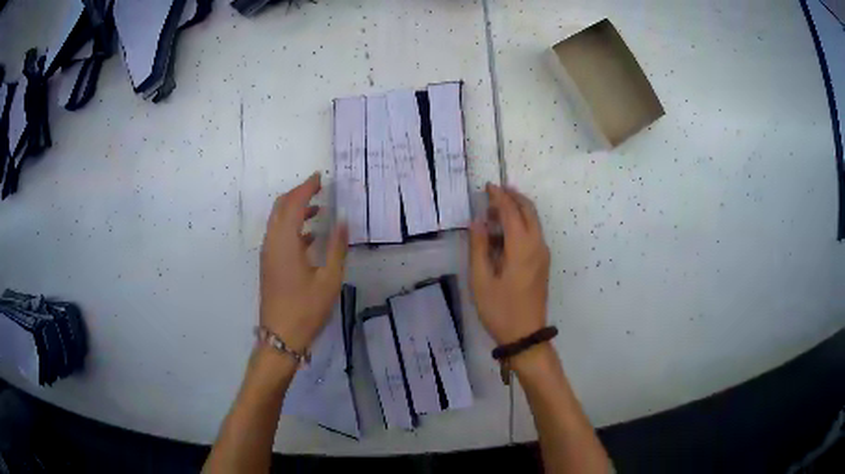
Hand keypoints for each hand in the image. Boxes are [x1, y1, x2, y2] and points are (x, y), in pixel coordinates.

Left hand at [259, 173, 347, 353]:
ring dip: (294, 209)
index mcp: (285, 242)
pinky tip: (310, 235)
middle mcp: (272, 242)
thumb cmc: (306, 309)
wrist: (281, 336)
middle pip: (281, 207)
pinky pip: (278, 235)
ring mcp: (268, 254)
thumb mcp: (329, 280)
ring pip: (277, 221)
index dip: (306, 188)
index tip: (320, 177)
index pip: (294, 204)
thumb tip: (343, 222)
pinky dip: (292, 226)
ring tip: (318, 208)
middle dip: (298, 193)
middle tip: (318, 188)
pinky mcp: (269, 264)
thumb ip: (336, 248)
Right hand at [469, 183, 549, 345]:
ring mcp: (543, 254)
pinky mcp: (543, 263)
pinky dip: (521, 223)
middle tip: (494, 193)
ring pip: (533, 221)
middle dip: (512, 197)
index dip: (499, 196)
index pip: (512, 211)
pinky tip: (504, 232)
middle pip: (529, 210)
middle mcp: (537, 245)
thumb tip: (477, 222)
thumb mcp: (481, 280)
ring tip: (494, 211)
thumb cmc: (500, 310)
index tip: (487, 186)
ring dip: (517, 210)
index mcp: (522, 248)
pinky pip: (534, 233)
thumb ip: (479, 247)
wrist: (525, 335)